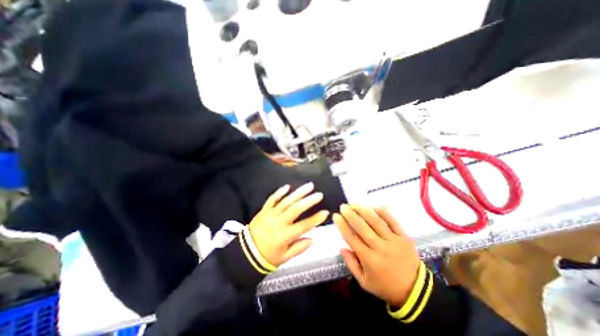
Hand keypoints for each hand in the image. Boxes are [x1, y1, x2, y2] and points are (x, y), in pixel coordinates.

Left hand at [251, 182, 329, 266]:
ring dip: (298, 193)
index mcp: (285, 236)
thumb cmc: (267, 257)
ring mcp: (270, 214)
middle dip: (309, 201)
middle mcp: (278, 223)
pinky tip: (287, 186)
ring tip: (309, 186)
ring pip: (286, 201)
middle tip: (319, 194)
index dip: (316, 219)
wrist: (245, 253)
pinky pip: (272, 199)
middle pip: (296, 209)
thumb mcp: (285, 258)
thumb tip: (314, 239)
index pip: (304, 226)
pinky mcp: (264, 210)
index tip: (326, 212)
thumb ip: (300, 248)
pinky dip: (280, 192)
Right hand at [333, 204, 421, 307]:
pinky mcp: (404, 238)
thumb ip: (351, 264)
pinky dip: (385, 213)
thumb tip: (341, 247)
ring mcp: (394, 241)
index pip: (352, 238)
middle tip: (343, 207)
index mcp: (369, 259)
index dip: (342, 226)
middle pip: (362, 228)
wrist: (416, 291)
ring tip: (354, 204)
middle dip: (350, 215)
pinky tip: (375, 206)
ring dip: (364, 211)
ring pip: (376, 222)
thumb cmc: (386, 287)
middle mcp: (380, 248)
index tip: (336, 216)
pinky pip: (394, 222)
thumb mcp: (364, 282)